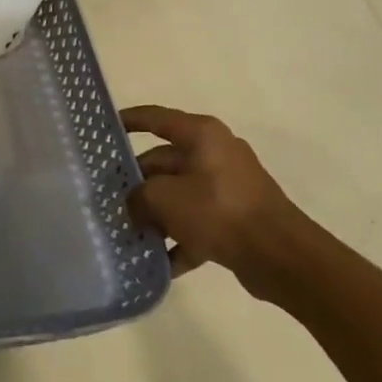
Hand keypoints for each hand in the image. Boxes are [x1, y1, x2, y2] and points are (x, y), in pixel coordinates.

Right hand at [120, 107, 303, 292]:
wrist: (280, 256)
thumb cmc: (218, 210)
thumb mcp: (163, 198)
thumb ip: (137, 197)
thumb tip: (133, 205)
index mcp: (201, 135)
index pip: (155, 118)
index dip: (128, 121)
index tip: (101, 129)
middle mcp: (215, 154)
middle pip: (162, 162)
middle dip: (135, 182)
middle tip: (105, 198)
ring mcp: (226, 187)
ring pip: (177, 195)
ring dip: (153, 214)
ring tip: (125, 231)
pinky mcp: (234, 218)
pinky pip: (196, 224)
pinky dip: (178, 240)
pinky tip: (156, 263)